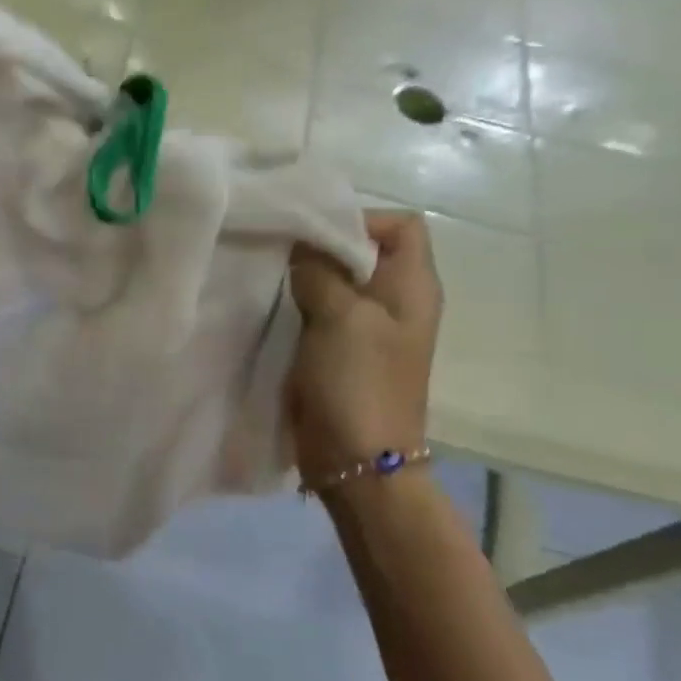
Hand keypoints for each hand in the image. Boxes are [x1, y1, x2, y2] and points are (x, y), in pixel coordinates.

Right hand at [286, 212, 443, 478]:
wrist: (354, 460)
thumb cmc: (358, 382)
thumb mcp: (341, 316)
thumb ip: (320, 271)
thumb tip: (301, 246)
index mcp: (412, 286)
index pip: (400, 225)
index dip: (361, 220)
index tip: (314, 235)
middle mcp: (394, 301)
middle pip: (360, 252)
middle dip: (320, 247)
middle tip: (279, 252)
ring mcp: (365, 329)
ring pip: (334, 283)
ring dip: (303, 279)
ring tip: (268, 278)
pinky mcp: (338, 352)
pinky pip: (317, 313)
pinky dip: (296, 306)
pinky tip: (269, 307)